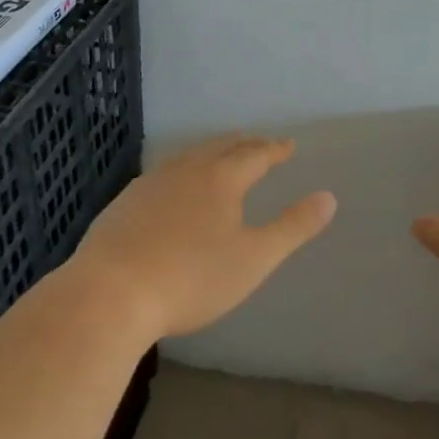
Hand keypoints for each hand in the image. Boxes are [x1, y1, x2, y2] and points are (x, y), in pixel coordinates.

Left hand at [73, 135, 335, 340]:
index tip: (288, 145)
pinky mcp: (125, 203)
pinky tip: (174, 188)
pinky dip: (181, 172)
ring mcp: (151, 183)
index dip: (275, 149)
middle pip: (221, 147)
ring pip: (189, 157)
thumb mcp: (254, 259)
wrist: (109, 294)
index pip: (256, 154)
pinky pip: (163, 174)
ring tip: (220, 158)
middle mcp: (187, 169)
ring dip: (211, 153)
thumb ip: (293, 227)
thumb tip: (329, 197)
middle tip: (258, 144)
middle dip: (244, 144)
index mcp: (222, 178)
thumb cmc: (191, 278)